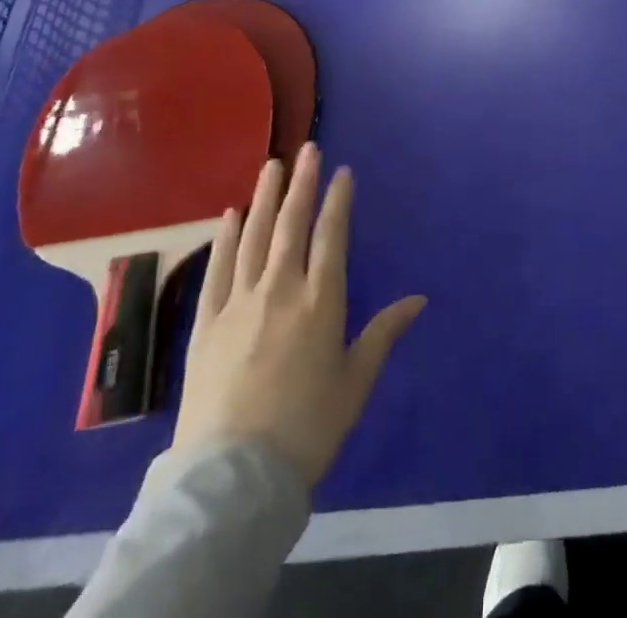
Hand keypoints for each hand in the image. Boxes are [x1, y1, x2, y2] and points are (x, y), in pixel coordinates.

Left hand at [174, 141, 426, 485]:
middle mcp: (281, 289)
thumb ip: (384, 333)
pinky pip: (218, 269)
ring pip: (254, 236)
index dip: (338, 200)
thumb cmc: (307, 428)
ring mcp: (239, 303)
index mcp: (321, 301)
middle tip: (307, 149)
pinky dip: (225, 238)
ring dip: (264, 197)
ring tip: (272, 165)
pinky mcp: (207, 323)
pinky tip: (230, 214)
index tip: (342, 171)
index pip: (331, 235)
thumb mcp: (355, 383)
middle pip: (292, 224)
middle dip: (302, 183)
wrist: (233, 478)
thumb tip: (419, 299)